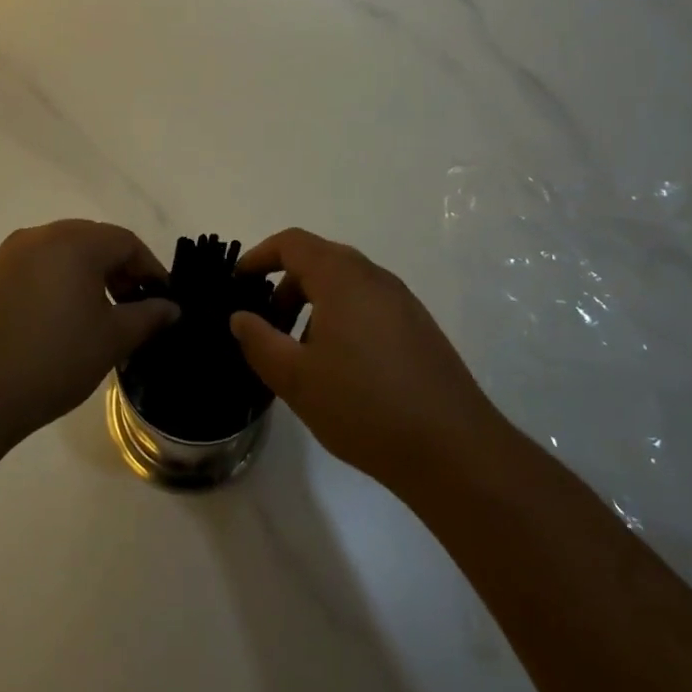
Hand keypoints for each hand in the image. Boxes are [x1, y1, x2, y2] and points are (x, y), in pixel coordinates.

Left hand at [0, 220, 177, 449]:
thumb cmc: (53, 358)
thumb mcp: (112, 340)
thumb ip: (148, 317)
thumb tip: (170, 308)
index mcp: (75, 241)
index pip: (125, 242)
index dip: (150, 268)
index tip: (161, 300)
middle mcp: (39, 236)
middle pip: (91, 242)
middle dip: (117, 270)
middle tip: (132, 306)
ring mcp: (6, 256)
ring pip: (58, 255)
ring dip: (83, 277)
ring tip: (93, 317)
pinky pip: (30, 271)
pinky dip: (51, 286)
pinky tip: (52, 324)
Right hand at [229, 229, 501, 495]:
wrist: (453, 448)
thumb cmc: (363, 406)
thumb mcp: (296, 378)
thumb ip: (259, 341)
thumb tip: (241, 316)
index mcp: (341, 276)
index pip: (292, 243)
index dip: (259, 256)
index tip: (238, 284)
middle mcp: (374, 276)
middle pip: (319, 261)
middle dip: (285, 287)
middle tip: (267, 327)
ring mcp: (402, 300)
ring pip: (345, 285)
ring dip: (314, 306)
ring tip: (301, 355)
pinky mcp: (419, 326)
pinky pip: (368, 305)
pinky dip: (342, 318)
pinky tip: (341, 369)